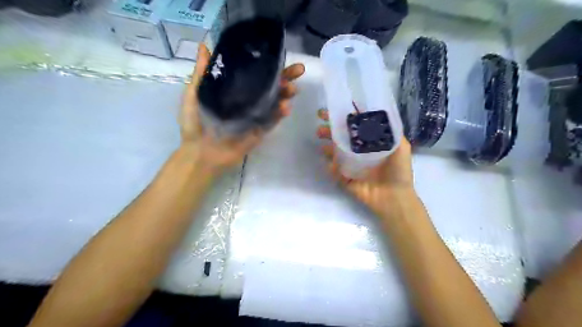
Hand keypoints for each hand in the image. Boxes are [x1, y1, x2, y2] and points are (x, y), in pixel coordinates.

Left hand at [179, 43, 304, 175]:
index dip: (267, 64)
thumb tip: (204, 45)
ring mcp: (256, 116)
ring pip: (275, 102)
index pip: (255, 73)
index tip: (278, 53)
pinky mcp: (260, 131)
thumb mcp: (194, 94)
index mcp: (235, 90)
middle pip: (270, 86)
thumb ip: (202, 73)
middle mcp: (248, 100)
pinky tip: (286, 106)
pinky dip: (280, 114)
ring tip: (293, 88)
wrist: (199, 152)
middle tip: (299, 69)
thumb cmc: (194, 123)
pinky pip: (273, 121)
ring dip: (286, 94)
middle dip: (286, 77)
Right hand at [316, 108, 415, 216]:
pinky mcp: (345, 178)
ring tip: (321, 137)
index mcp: (370, 143)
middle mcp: (359, 152)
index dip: (346, 118)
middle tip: (321, 122)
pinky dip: (331, 166)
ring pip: (335, 152)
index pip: (356, 127)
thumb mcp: (401, 146)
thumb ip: (392, 131)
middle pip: (342, 138)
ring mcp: (350, 165)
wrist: (395, 197)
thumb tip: (377, 113)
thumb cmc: (399, 171)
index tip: (336, 109)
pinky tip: (330, 162)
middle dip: (330, 129)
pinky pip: (335, 170)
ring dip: (327, 144)